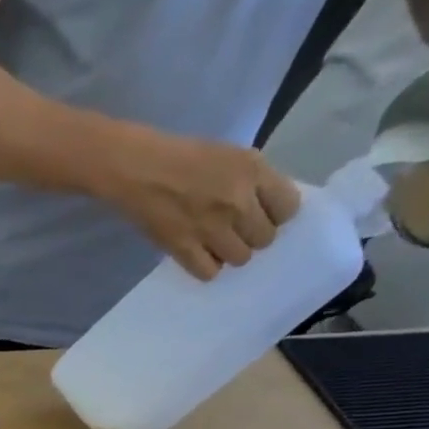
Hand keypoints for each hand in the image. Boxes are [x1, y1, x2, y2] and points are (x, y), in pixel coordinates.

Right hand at [99, 126, 302, 281]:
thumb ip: (254, 180)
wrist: (139, 170)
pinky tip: (200, 257)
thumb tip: (264, 207)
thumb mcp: (232, 155)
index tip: (263, 214)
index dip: (277, 214)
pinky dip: (207, 268)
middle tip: (236, 231)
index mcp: (253, 172)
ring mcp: (210, 229)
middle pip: (265, 238)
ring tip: (217, 245)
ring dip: (231, 253)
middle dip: (253, 236)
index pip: (289, 208)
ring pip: (240, 258)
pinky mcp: (183, 248)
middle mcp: (238, 203)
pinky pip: (208, 272)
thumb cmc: (184, 156)